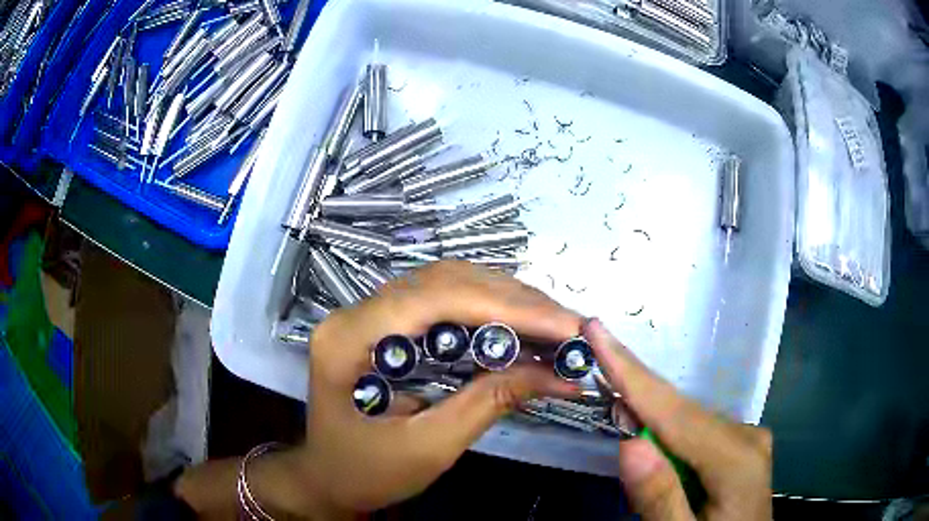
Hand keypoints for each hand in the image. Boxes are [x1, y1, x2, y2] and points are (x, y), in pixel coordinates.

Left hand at [256, 261, 583, 517]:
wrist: (329, 477)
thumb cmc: (367, 472)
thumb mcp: (429, 447)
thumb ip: (489, 402)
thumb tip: (556, 374)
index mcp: (349, 340)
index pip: (434, 299)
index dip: (505, 306)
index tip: (563, 325)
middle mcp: (357, 314)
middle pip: (444, 282)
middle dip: (514, 301)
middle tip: (568, 325)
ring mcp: (370, 314)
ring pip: (447, 285)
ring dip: (506, 300)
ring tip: (553, 325)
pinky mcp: (387, 325)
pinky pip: (444, 302)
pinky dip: (489, 311)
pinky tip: (521, 326)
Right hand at [583, 318, 772, 520]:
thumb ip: (660, 497)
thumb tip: (630, 443)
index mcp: (737, 461)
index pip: (675, 413)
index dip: (632, 375)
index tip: (598, 331)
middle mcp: (747, 437)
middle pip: (681, 412)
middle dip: (637, 395)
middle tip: (599, 375)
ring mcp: (748, 439)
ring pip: (687, 420)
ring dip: (650, 421)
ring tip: (623, 423)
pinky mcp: (740, 447)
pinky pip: (697, 433)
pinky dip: (669, 436)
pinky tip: (655, 449)